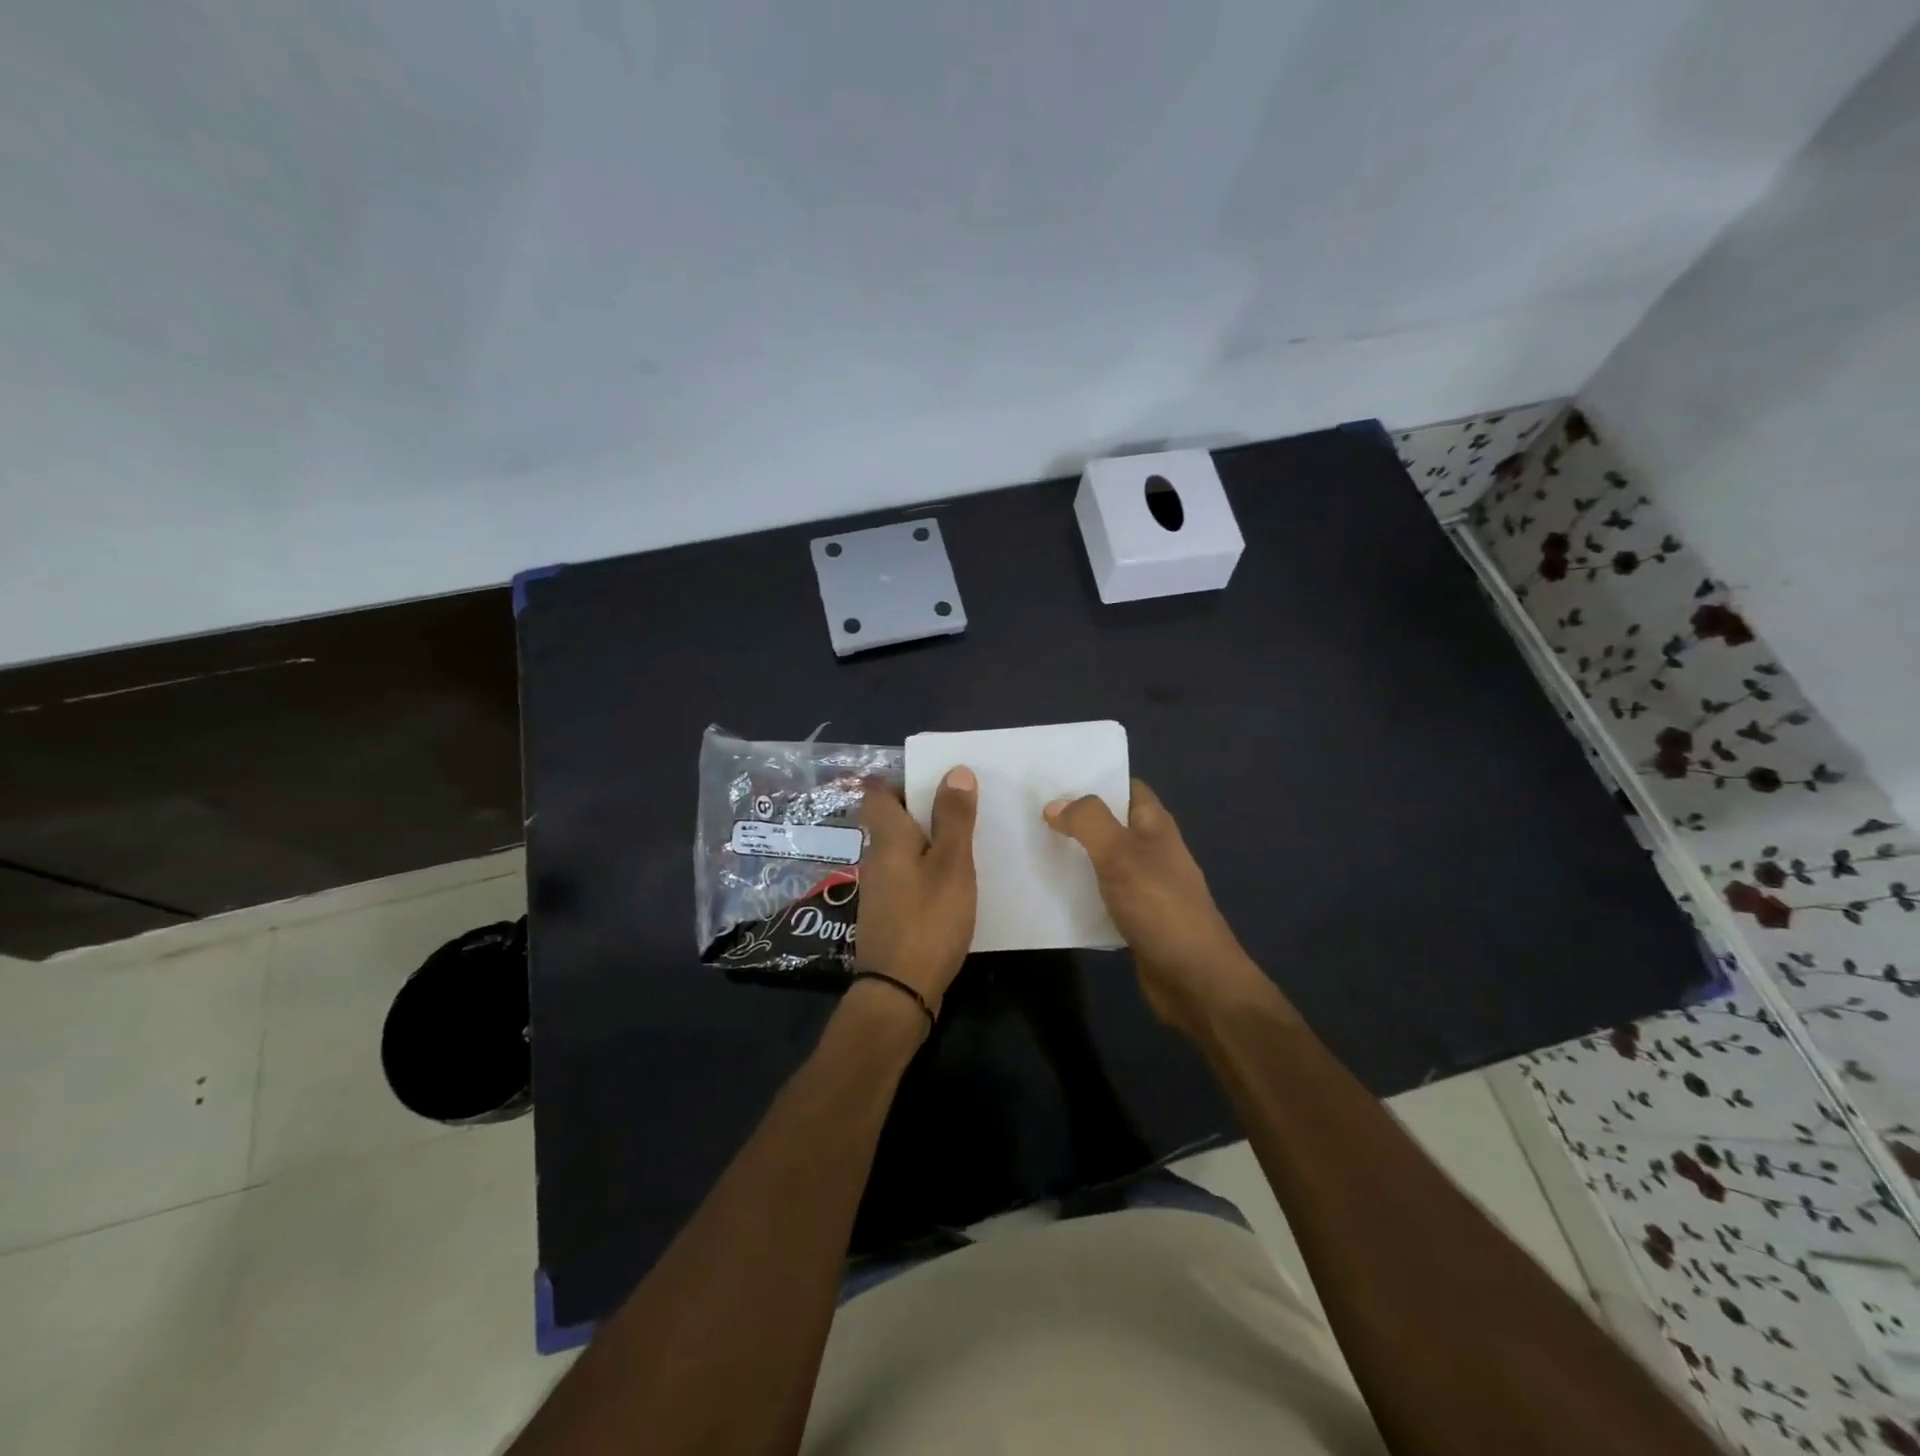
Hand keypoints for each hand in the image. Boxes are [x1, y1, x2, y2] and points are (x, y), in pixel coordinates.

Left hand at [854, 768, 978, 1017]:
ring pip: (902, 849)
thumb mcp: (951, 864)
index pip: (878, 793)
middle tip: (962, 807)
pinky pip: (908, 875)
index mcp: (887, 838)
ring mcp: (880, 888)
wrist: (900, 990)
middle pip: (892, 820)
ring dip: (928, 840)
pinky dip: (928, 869)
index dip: (903, 780)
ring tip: (967, 841)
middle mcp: (876, 858)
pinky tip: (955, 882)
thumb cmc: (928, 919)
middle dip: (923, 809)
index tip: (937, 780)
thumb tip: (955, 771)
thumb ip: (954, 818)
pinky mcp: (890, 913)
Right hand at [1043, 779, 1282, 1035]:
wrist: (1194, 977)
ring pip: (1102, 859)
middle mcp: (1152, 850)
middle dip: (1076, 817)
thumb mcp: (1120, 853)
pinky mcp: (1135, 917)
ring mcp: (1145, 885)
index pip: (1126, 787)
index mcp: (1155, 825)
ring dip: (1074, 855)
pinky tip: (1050, 893)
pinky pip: (1101, 894)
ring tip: (1031, 846)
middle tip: (1030, 812)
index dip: (1095, 778)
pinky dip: (1079, 891)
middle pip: (1110, 823)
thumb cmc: (1160, 906)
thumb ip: (1087, 822)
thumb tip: (1055, 805)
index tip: (1053, 778)